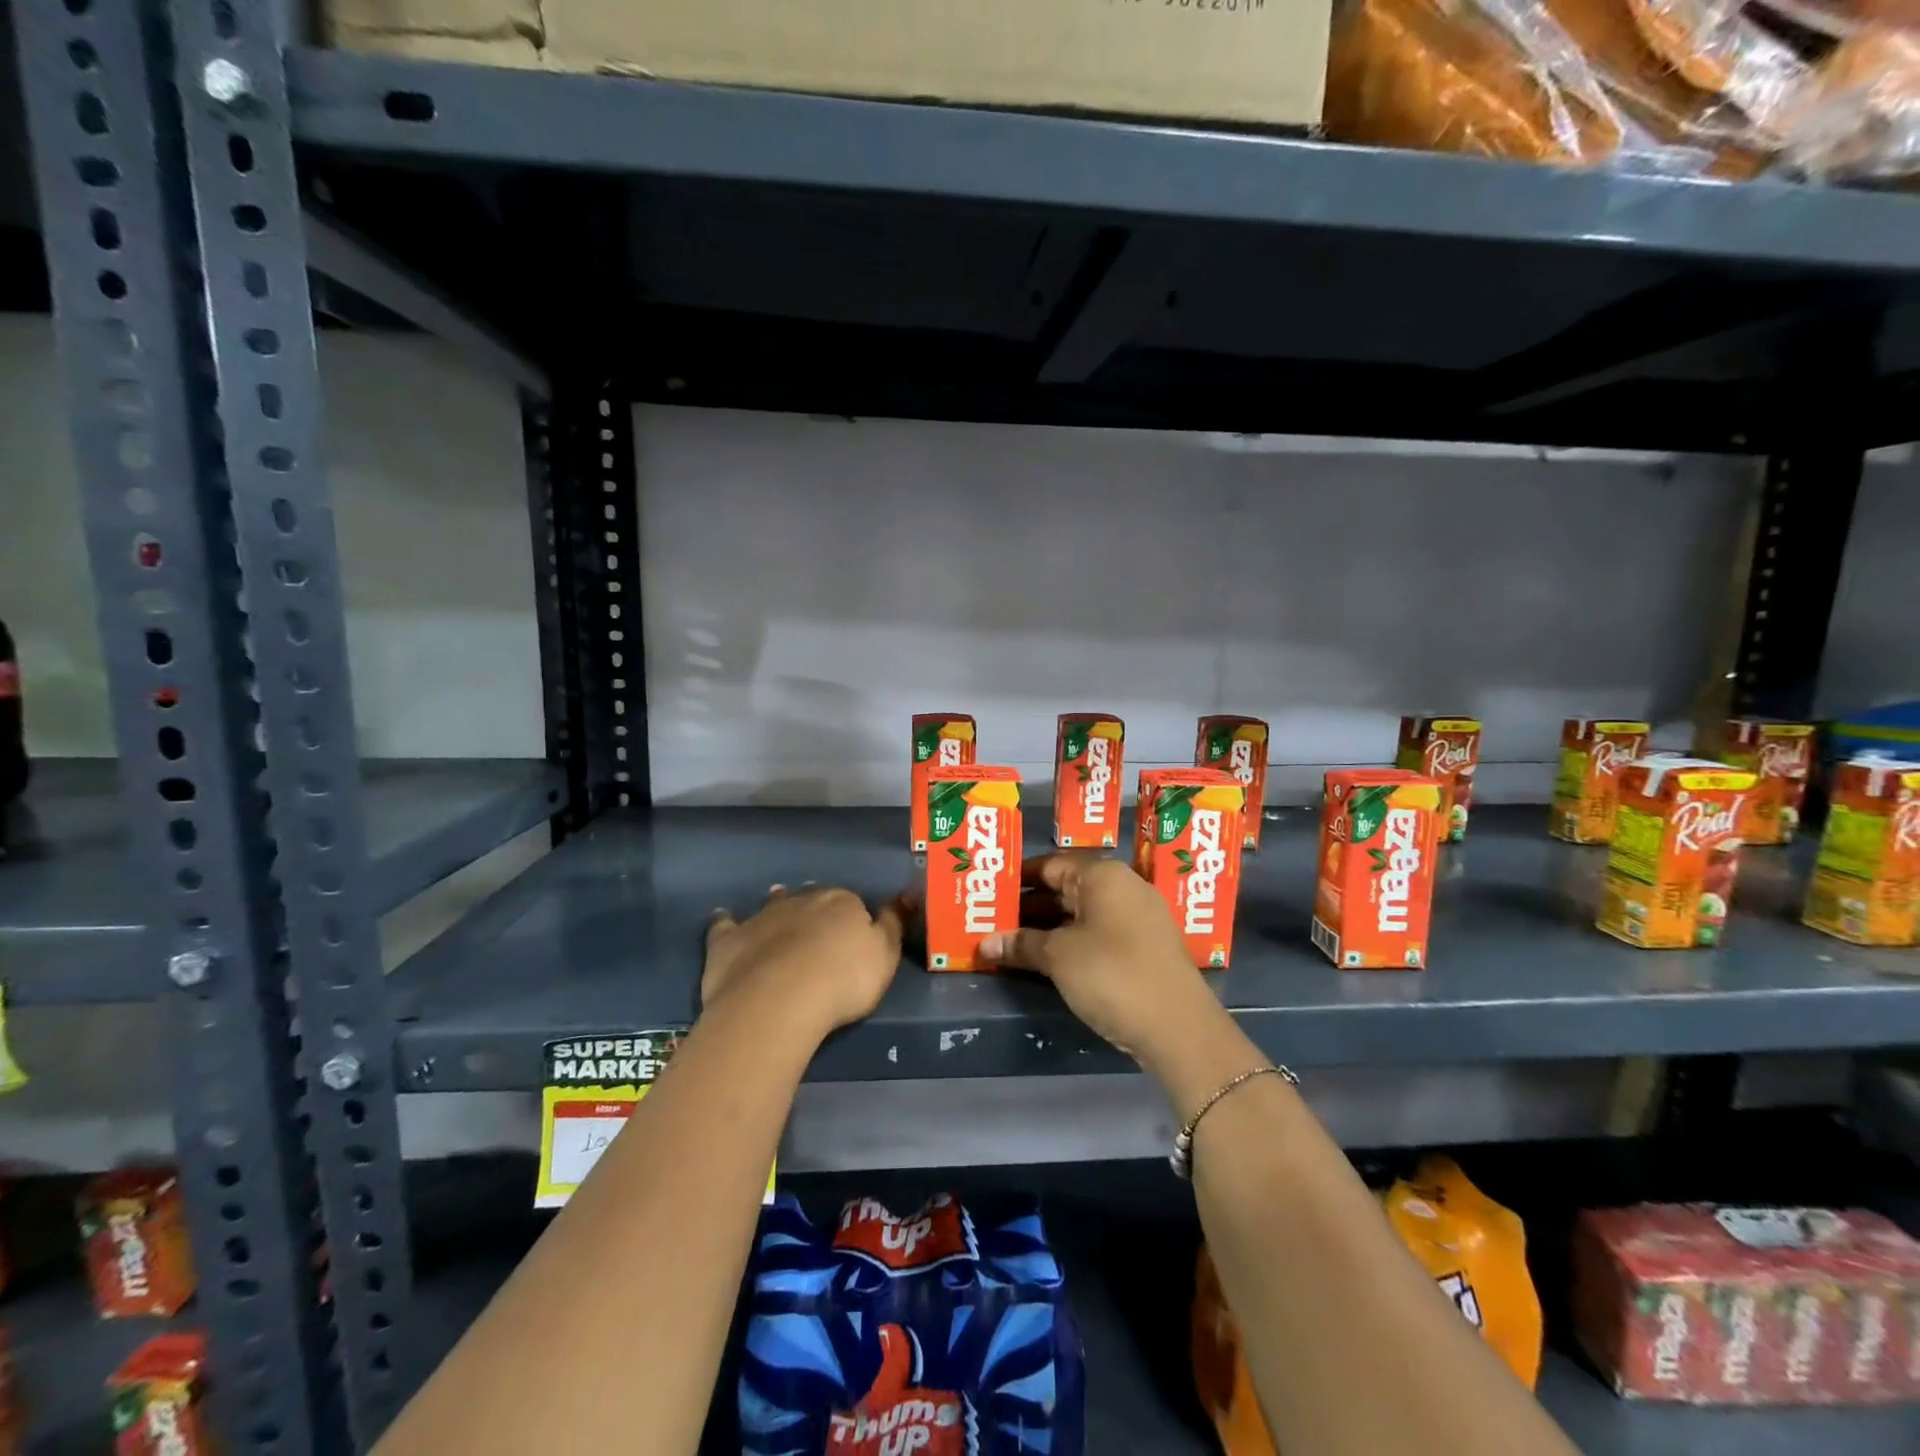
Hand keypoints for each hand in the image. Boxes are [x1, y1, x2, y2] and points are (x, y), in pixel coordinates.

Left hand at [703, 884, 906, 1039]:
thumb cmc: (842, 980)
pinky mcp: (728, 939)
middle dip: (814, 906)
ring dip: (776, 903)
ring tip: (777, 902)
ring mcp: (762, 917)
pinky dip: (725, 921)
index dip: (852, 917)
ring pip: (772, 903)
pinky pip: (725, 924)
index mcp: (841, 902)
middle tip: (817, 924)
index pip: (851, 902)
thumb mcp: (884, 957)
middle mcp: (802, 900)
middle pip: (811, 897)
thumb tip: (900, 899)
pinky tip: (721, 917)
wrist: (779, 999)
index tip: (853, 933)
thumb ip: (891, 927)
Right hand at [980, 855, 1216, 1067]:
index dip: (1017, 878)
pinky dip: (1069, 942)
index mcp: (1103, 875)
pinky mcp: (1143, 948)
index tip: (988, 891)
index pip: (1050, 864)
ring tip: (1008, 940)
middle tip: (990, 918)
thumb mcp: (1058, 957)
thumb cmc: (1112, 975)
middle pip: (1065, 888)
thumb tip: (985, 942)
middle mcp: (1123, 887)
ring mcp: (1136, 918)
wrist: (1179, 1029)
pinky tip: (1043, 959)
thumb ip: (1021, 944)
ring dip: (1046, 927)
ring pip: (1080, 913)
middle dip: (1028, 905)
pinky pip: (1096, 933)